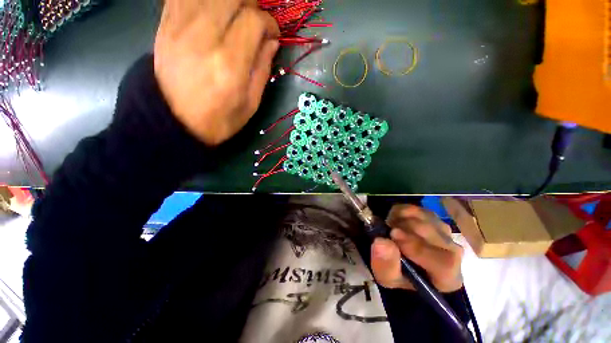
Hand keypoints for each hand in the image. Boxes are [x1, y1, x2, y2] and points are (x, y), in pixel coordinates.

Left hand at [154, 0, 279, 145]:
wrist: (174, 121)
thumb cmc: (219, 119)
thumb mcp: (250, 104)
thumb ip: (263, 70)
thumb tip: (272, 42)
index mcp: (230, 63)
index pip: (253, 20)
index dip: (269, 23)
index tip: (272, 36)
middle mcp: (204, 37)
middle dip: (251, 4)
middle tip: (255, 22)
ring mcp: (180, 27)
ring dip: (229, 1)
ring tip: (235, 16)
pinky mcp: (166, 24)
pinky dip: (204, 0)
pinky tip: (213, 13)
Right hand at [371, 205, 463, 292]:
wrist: (406, 266)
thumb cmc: (399, 277)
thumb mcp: (387, 278)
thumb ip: (386, 264)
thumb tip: (381, 242)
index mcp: (448, 277)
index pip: (444, 262)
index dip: (418, 247)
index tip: (393, 235)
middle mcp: (453, 252)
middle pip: (432, 233)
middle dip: (404, 228)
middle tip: (386, 230)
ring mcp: (445, 233)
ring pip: (425, 217)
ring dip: (401, 219)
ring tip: (389, 227)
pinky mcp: (435, 219)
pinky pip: (419, 209)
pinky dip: (402, 211)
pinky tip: (394, 220)